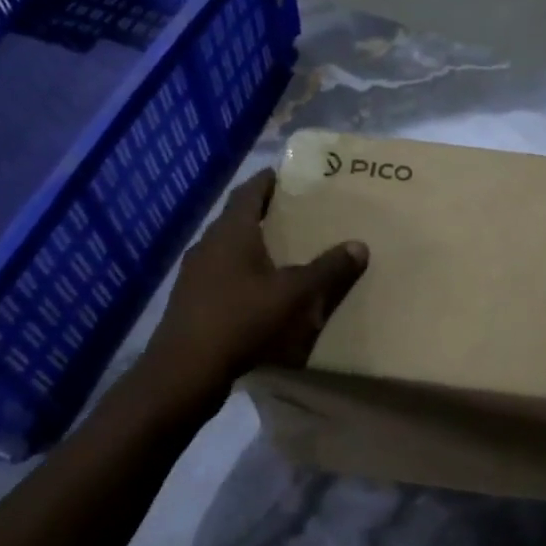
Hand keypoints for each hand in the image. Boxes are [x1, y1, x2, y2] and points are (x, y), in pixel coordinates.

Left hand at [142, 170, 367, 397]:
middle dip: (264, 213)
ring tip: (281, 251)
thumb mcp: (294, 294)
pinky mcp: (191, 299)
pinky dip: (241, 271)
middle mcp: (208, 243)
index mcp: (231, 231)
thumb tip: (360, 246)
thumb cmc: (241, 319)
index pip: (249, 191)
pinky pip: (220, 273)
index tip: (288, 176)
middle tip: (294, 213)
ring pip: (227, 247)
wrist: (185, 369)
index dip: (268, 181)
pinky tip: (258, 289)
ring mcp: (195, 272)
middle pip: (237, 217)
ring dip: (251, 244)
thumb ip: (327, 269)